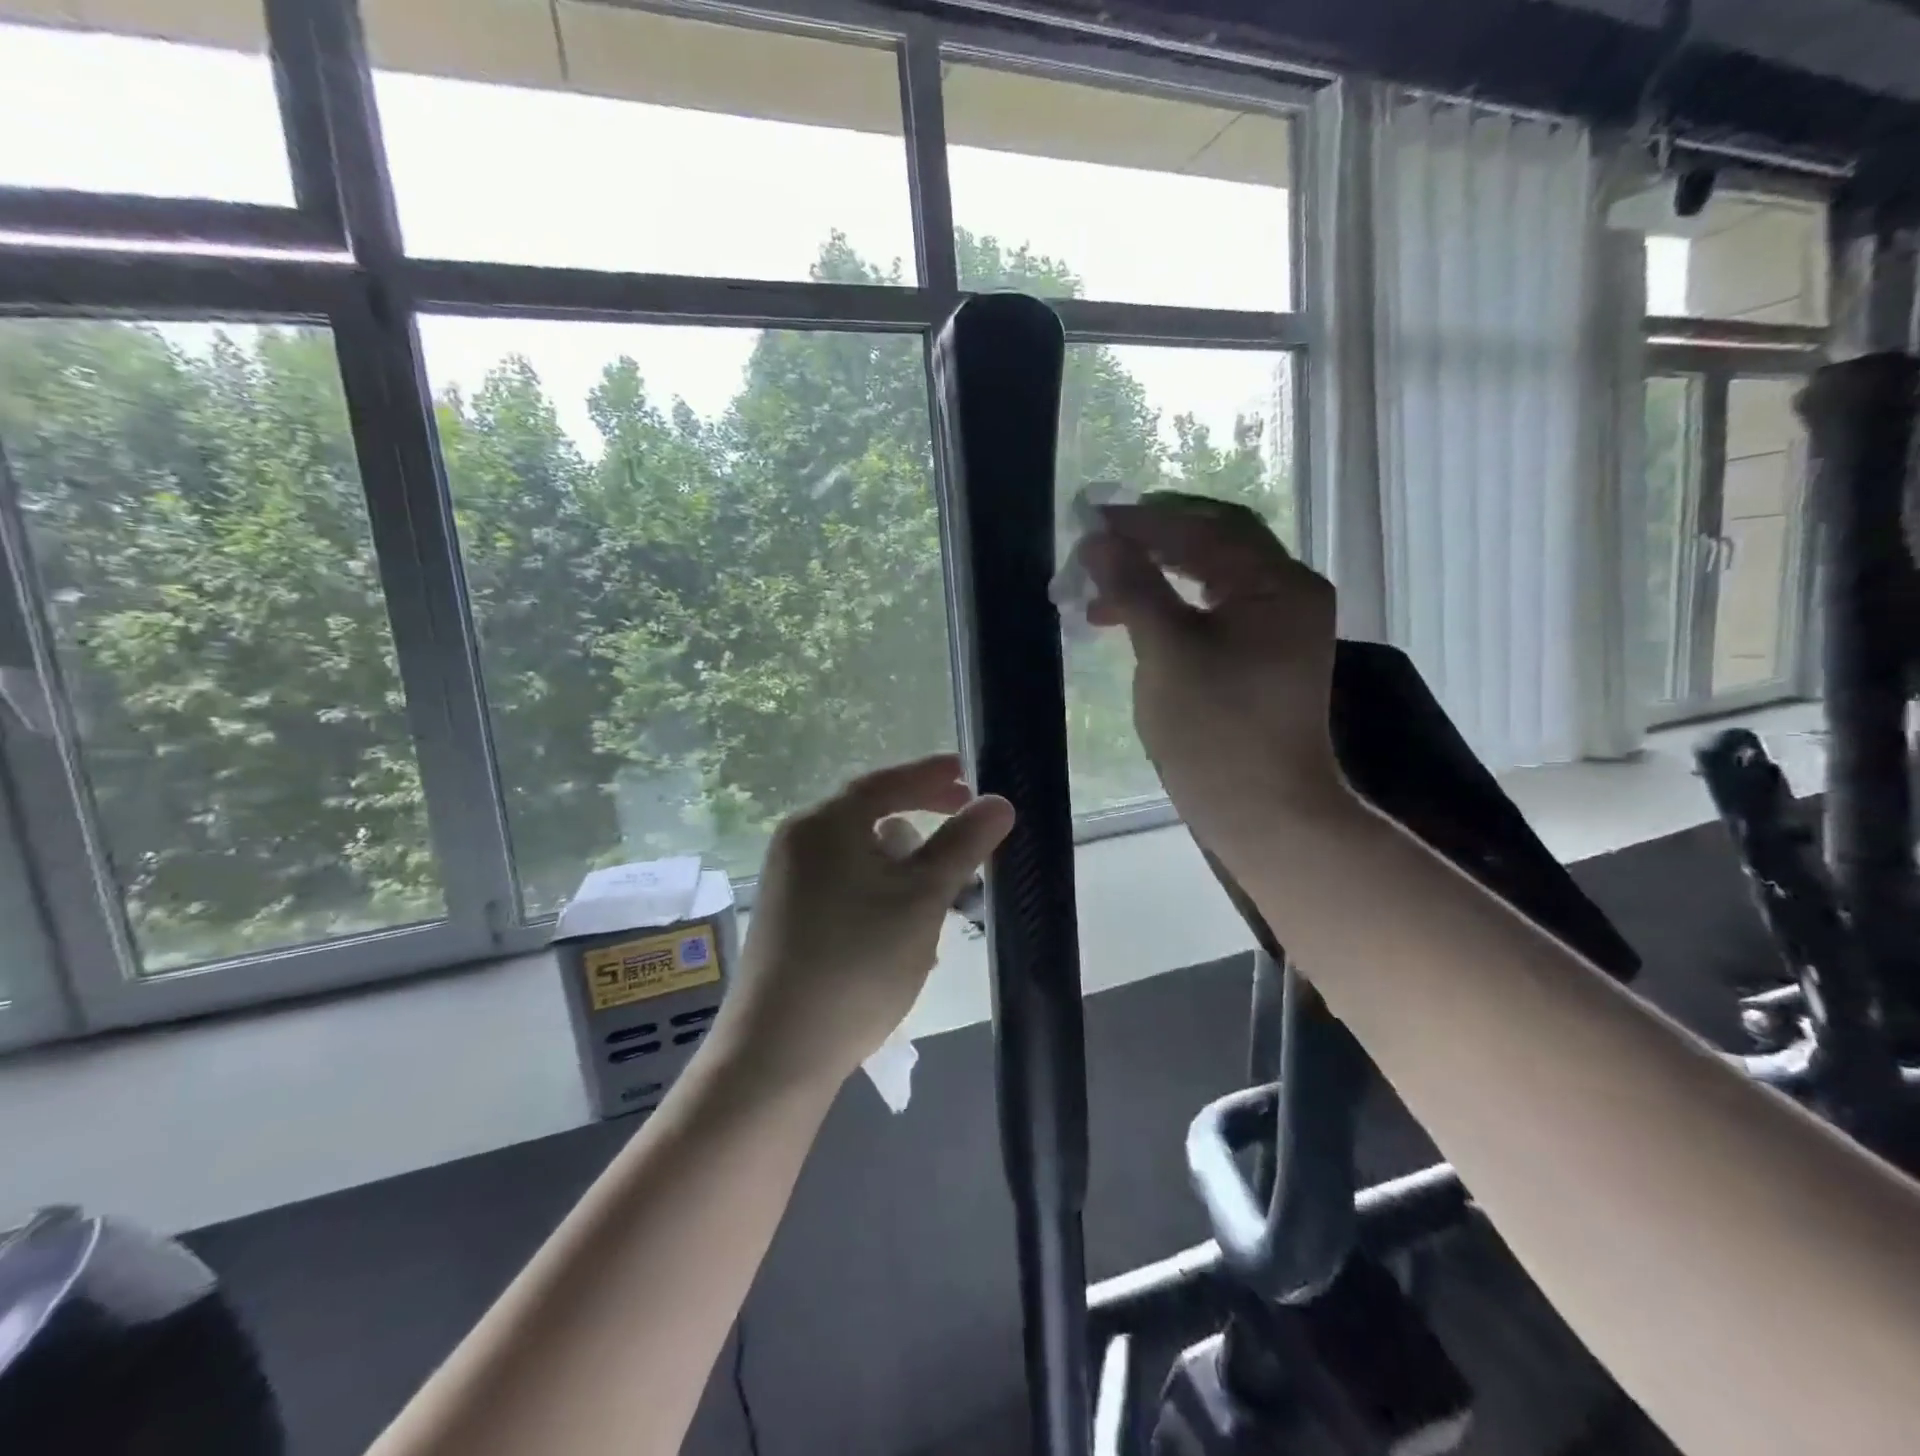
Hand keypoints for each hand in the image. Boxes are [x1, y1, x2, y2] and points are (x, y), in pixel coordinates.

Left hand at [717, 754, 1014, 1088]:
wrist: (779, 1051)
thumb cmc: (857, 963)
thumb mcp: (922, 899)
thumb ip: (962, 844)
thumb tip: (999, 801)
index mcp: (825, 824)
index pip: (886, 781)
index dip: (932, 775)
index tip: (970, 773)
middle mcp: (800, 841)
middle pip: (872, 816)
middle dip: (924, 825)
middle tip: (967, 826)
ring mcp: (790, 880)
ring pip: (863, 855)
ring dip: (906, 867)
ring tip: (942, 897)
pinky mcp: (790, 915)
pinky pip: (846, 884)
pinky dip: (881, 892)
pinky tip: (905, 932)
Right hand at [1081, 492, 1352, 861]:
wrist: (1264, 813)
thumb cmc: (1217, 731)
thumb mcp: (1167, 652)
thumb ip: (1134, 587)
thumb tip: (1096, 541)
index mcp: (1279, 584)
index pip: (1206, 528)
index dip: (1145, 521)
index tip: (1090, 522)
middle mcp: (1287, 594)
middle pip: (1212, 546)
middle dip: (1149, 544)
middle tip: (1093, 548)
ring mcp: (1277, 627)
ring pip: (1207, 580)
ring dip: (1153, 578)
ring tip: (1097, 595)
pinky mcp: (1260, 657)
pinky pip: (1210, 613)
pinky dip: (1169, 609)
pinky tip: (1129, 622)